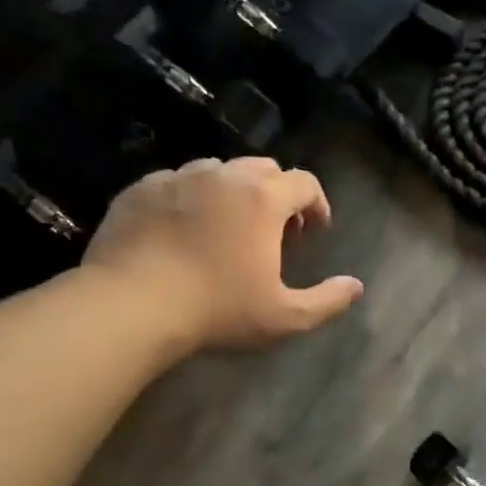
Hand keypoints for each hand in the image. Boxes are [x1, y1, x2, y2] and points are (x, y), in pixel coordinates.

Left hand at [83, 158, 362, 351]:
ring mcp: (177, 178)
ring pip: (217, 171)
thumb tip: (356, 287)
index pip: (304, 182)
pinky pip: (176, 182)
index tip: (315, 230)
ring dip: (233, 192)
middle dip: (277, 193)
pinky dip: (191, 198)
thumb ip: (326, 301)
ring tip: (227, 227)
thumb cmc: (217, 310)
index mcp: (263, 199)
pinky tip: (183, 230)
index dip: (317, 203)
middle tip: (274, 229)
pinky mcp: (140, 190)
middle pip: (263, 168)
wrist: (129, 306)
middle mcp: (223, 176)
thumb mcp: (284, 317)